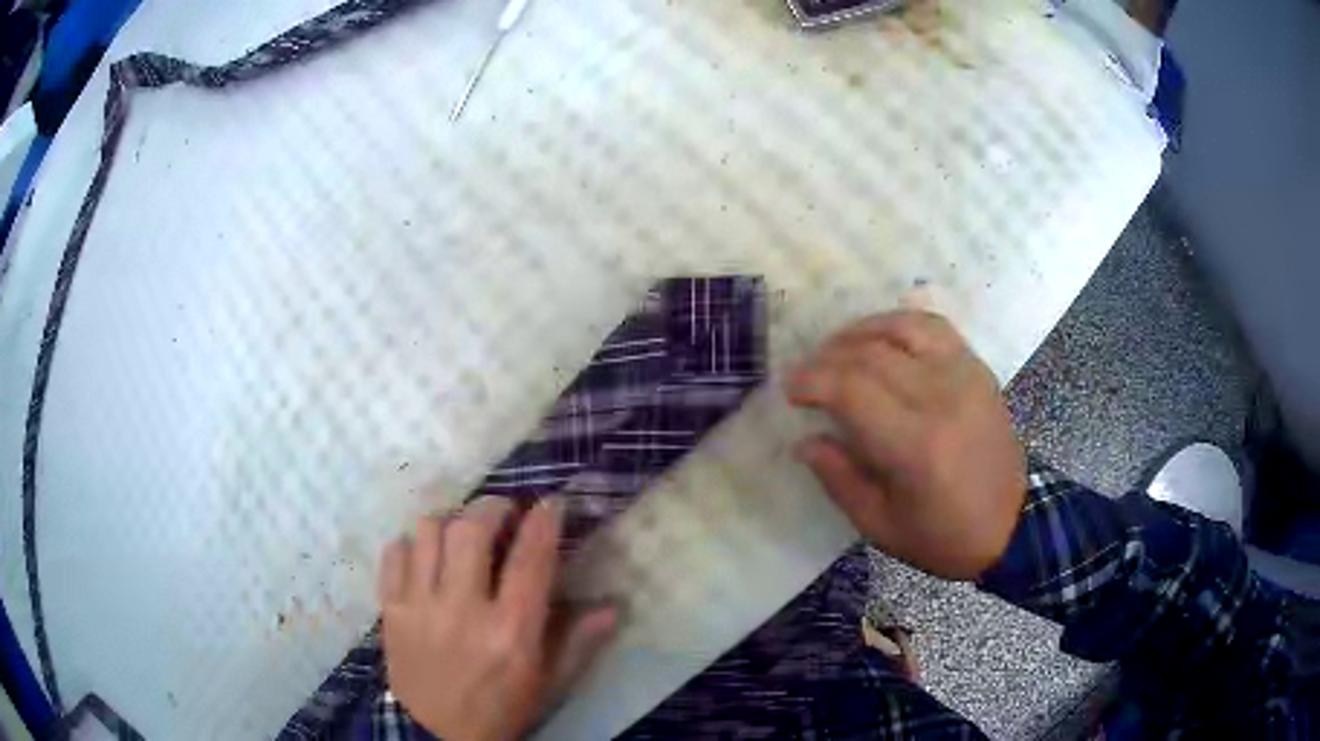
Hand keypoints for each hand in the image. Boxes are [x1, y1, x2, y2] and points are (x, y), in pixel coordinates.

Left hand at [379, 498, 616, 740]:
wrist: (436, 736)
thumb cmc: (501, 709)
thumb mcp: (548, 684)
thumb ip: (580, 642)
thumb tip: (614, 606)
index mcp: (511, 631)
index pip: (531, 558)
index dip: (544, 520)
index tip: (551, 503)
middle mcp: (463, 610)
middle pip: (472, 529)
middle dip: (493, 507)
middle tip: (504, 512)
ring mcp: (419, 606)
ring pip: (428, 531)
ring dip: (450, 522)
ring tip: (461, 534)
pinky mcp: (390, 609)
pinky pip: (394, 553)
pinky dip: (411, 544)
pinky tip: (425, 558)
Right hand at [787, 311, 1026, 580]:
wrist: (1011, 524)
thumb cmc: (943, 536)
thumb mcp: (881, 526)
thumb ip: (839, 480)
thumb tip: (804, 441)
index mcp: (915, 446)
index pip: (852, 389)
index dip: (812, 380)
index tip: (790, 390)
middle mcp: (941, 398)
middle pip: (871, 354)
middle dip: (827, 357)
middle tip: (806, 374)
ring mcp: (965, 377)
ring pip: (902, 328)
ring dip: (860, 331)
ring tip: (837, 349)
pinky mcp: (978, 369)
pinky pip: (935, 327)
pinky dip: (900, 323)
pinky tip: (881, 337)